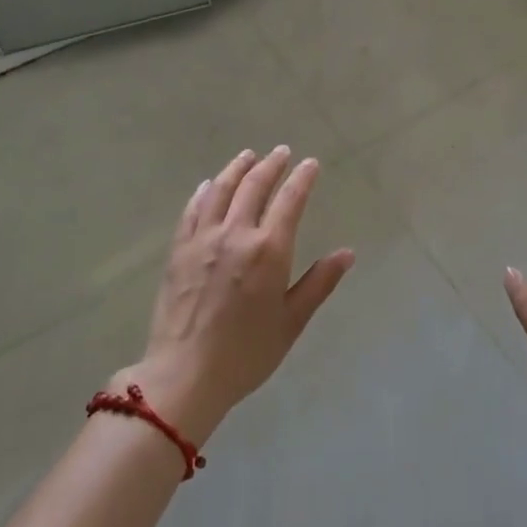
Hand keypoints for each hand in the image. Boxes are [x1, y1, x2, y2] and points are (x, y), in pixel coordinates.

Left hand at [117, 147, 353, 442]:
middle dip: (271, 165)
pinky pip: (192, 210)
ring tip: (247, 156)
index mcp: (269, 250)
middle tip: (281, 152)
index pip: (290, 201)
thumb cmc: (247, 353)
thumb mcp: (292, 321)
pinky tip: (208, 185)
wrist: (185, 374)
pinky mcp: (179, 250)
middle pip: (254, 186)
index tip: (310, 164)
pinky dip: (204, 192)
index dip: (302, 178)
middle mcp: (236, 234)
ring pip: (221, 190)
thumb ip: (319, 282)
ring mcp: (203, 239)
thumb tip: (347, 253)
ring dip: (237, 169)